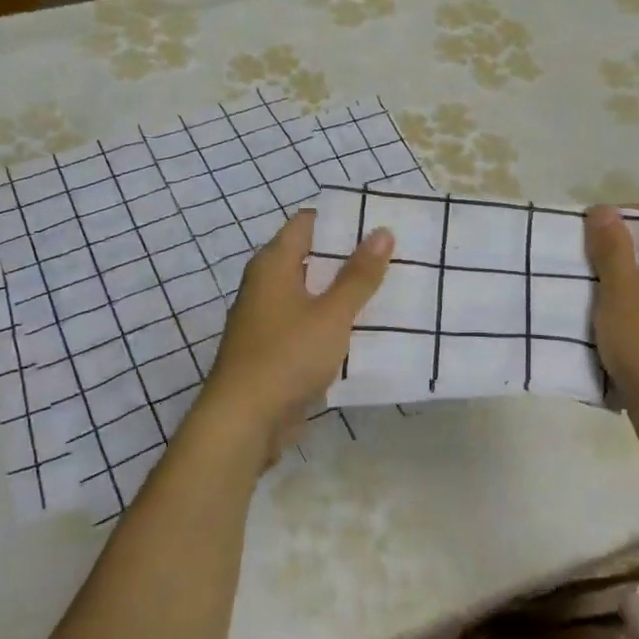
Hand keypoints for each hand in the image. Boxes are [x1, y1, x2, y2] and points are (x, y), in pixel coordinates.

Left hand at [193, 209, 393, 464]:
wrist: (243, 421)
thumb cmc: (287, 356)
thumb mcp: (332, 314)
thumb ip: (358, 275)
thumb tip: (382, 231)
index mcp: (273, 265)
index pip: (308, 223)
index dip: (342, 218)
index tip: (380, 220)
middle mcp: (266, 284)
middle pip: (311, 257)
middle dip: (350, 256)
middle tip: (395, 253)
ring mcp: (268, 318)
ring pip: (312, 293)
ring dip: (344, 291)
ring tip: (390, 287)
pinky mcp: (275, 348)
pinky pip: (309, 323)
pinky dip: (334, 321)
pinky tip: (366, 329)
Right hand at [585, 204, 638, 456]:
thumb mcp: (621, 293)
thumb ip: (611, 249)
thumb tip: (602, 211)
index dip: (616, 218)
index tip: (581, 238)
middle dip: (609, 252)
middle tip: (573, 266)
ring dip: (611, 283)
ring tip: (578, 293)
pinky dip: (620, 308)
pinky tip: (595, 323)